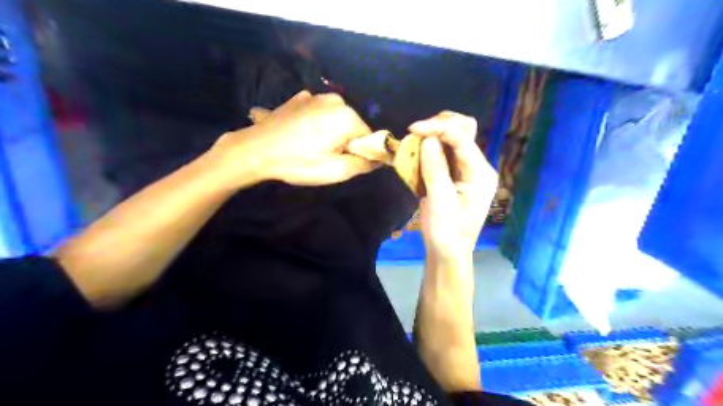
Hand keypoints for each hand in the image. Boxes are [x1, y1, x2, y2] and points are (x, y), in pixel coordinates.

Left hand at [210, 90, 379, 187]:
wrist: (254, 151)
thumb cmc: (298, 162)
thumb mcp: (336, 171)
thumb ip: (364, 164)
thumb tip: (380, 159)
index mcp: (346, 116)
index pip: (368, 137)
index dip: (359, 153)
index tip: (342, 163)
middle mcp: (335, 99)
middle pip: (352, 126)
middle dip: (345, 142)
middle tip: (325, 157)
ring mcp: (314, 96)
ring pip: (335, 119)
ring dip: (330, 133)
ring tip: (310, 147)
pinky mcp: (299, 98)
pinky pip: (318, 113)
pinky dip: (316, 124)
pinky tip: (300, 135)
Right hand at [409, 113, 500, 260]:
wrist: (448, 252)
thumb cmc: (447, 232)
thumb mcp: (440, 202)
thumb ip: (436, 170)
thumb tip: (427, 140)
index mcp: (481, 173)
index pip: (462, 138)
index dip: (438, 128)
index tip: (412, 129)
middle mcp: (477, 167)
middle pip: (463, 131)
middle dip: (438, 127)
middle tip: (415, 134)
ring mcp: (467, 170)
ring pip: (453, 140)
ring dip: (433, 137)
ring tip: (413, 143)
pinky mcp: (455, 175)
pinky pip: (444, 153)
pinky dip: (430, 149)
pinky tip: (417, 155)